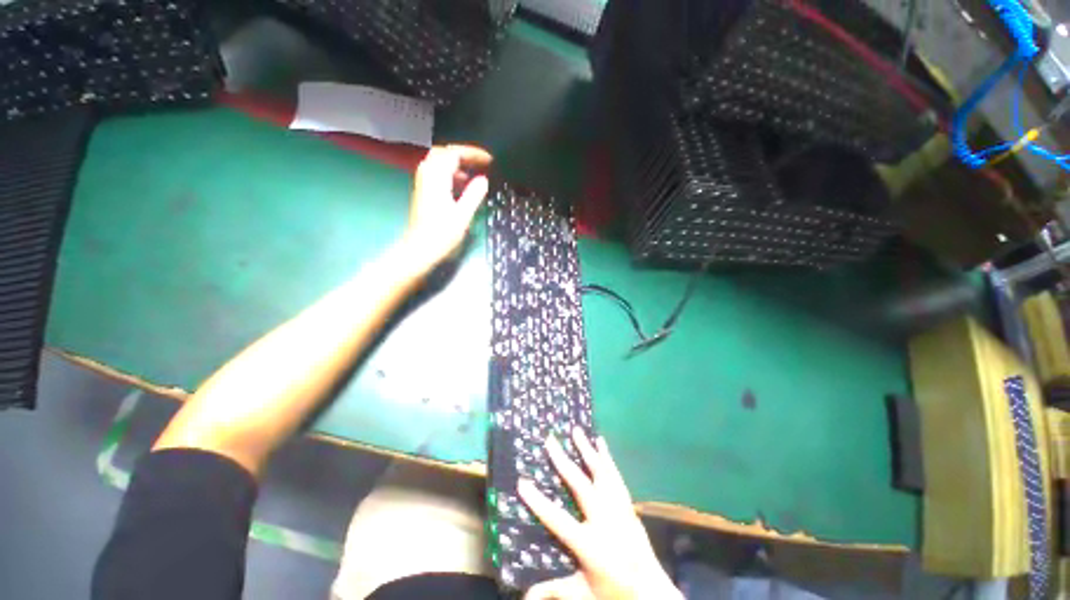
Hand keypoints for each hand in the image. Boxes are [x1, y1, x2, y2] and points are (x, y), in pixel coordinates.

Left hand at [402, 144, 492, 267]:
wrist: (420, 249)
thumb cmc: (442, 234)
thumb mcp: (463, 215)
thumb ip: (474, 194)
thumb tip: (483, 179)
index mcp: (437, 177)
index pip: (454, 154)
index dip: (473, 154)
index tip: (489, 160)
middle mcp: (427, 175)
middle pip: (444, 153)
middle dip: (463, 155)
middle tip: (480, 162)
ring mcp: (423, 183)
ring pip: (439, 163)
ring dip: (456, 164)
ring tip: (473, 173)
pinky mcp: (423, 192)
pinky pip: (436, 173)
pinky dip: (450, 173)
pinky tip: (461, 185)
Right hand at [518, 429, 683, 599]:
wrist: (653, 594)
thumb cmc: (614, 592)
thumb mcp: (582, 593)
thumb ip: (554, 591)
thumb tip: (524, 596)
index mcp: (590, 545)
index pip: (558, 520)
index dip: (539, 502)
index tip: (522, 482)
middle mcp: (605, 521)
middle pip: (581, 485)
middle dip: (563, 461)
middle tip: (550, 440)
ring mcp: (619, 509)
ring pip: (601, 473)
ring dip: (587, 450)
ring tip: (576, 431)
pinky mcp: (627, 504)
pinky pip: (615, 476)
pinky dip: (607, 458)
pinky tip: (601, 443)